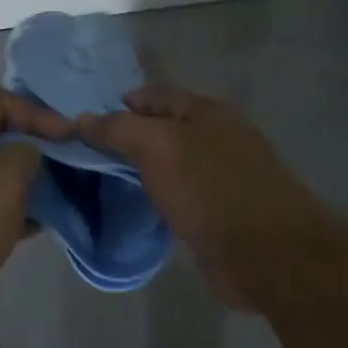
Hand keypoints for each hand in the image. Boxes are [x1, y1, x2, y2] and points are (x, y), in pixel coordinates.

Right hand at [80, 87, 323, 307]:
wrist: (264, 252)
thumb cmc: (209, 188)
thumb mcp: (157, 147)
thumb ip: (118, 129)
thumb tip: (83, 118)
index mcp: (208, 112)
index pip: (156, 95)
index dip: (122, 103)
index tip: (86, 120)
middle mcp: (218, 137)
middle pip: (165, 127)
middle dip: (130, 135)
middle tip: (89, 150)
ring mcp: (222, 175)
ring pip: (172, 161)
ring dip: (143, 166)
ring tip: (105, 175)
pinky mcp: (221, 210)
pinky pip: (180, 191)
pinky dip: (159, 192)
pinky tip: (138, 201)